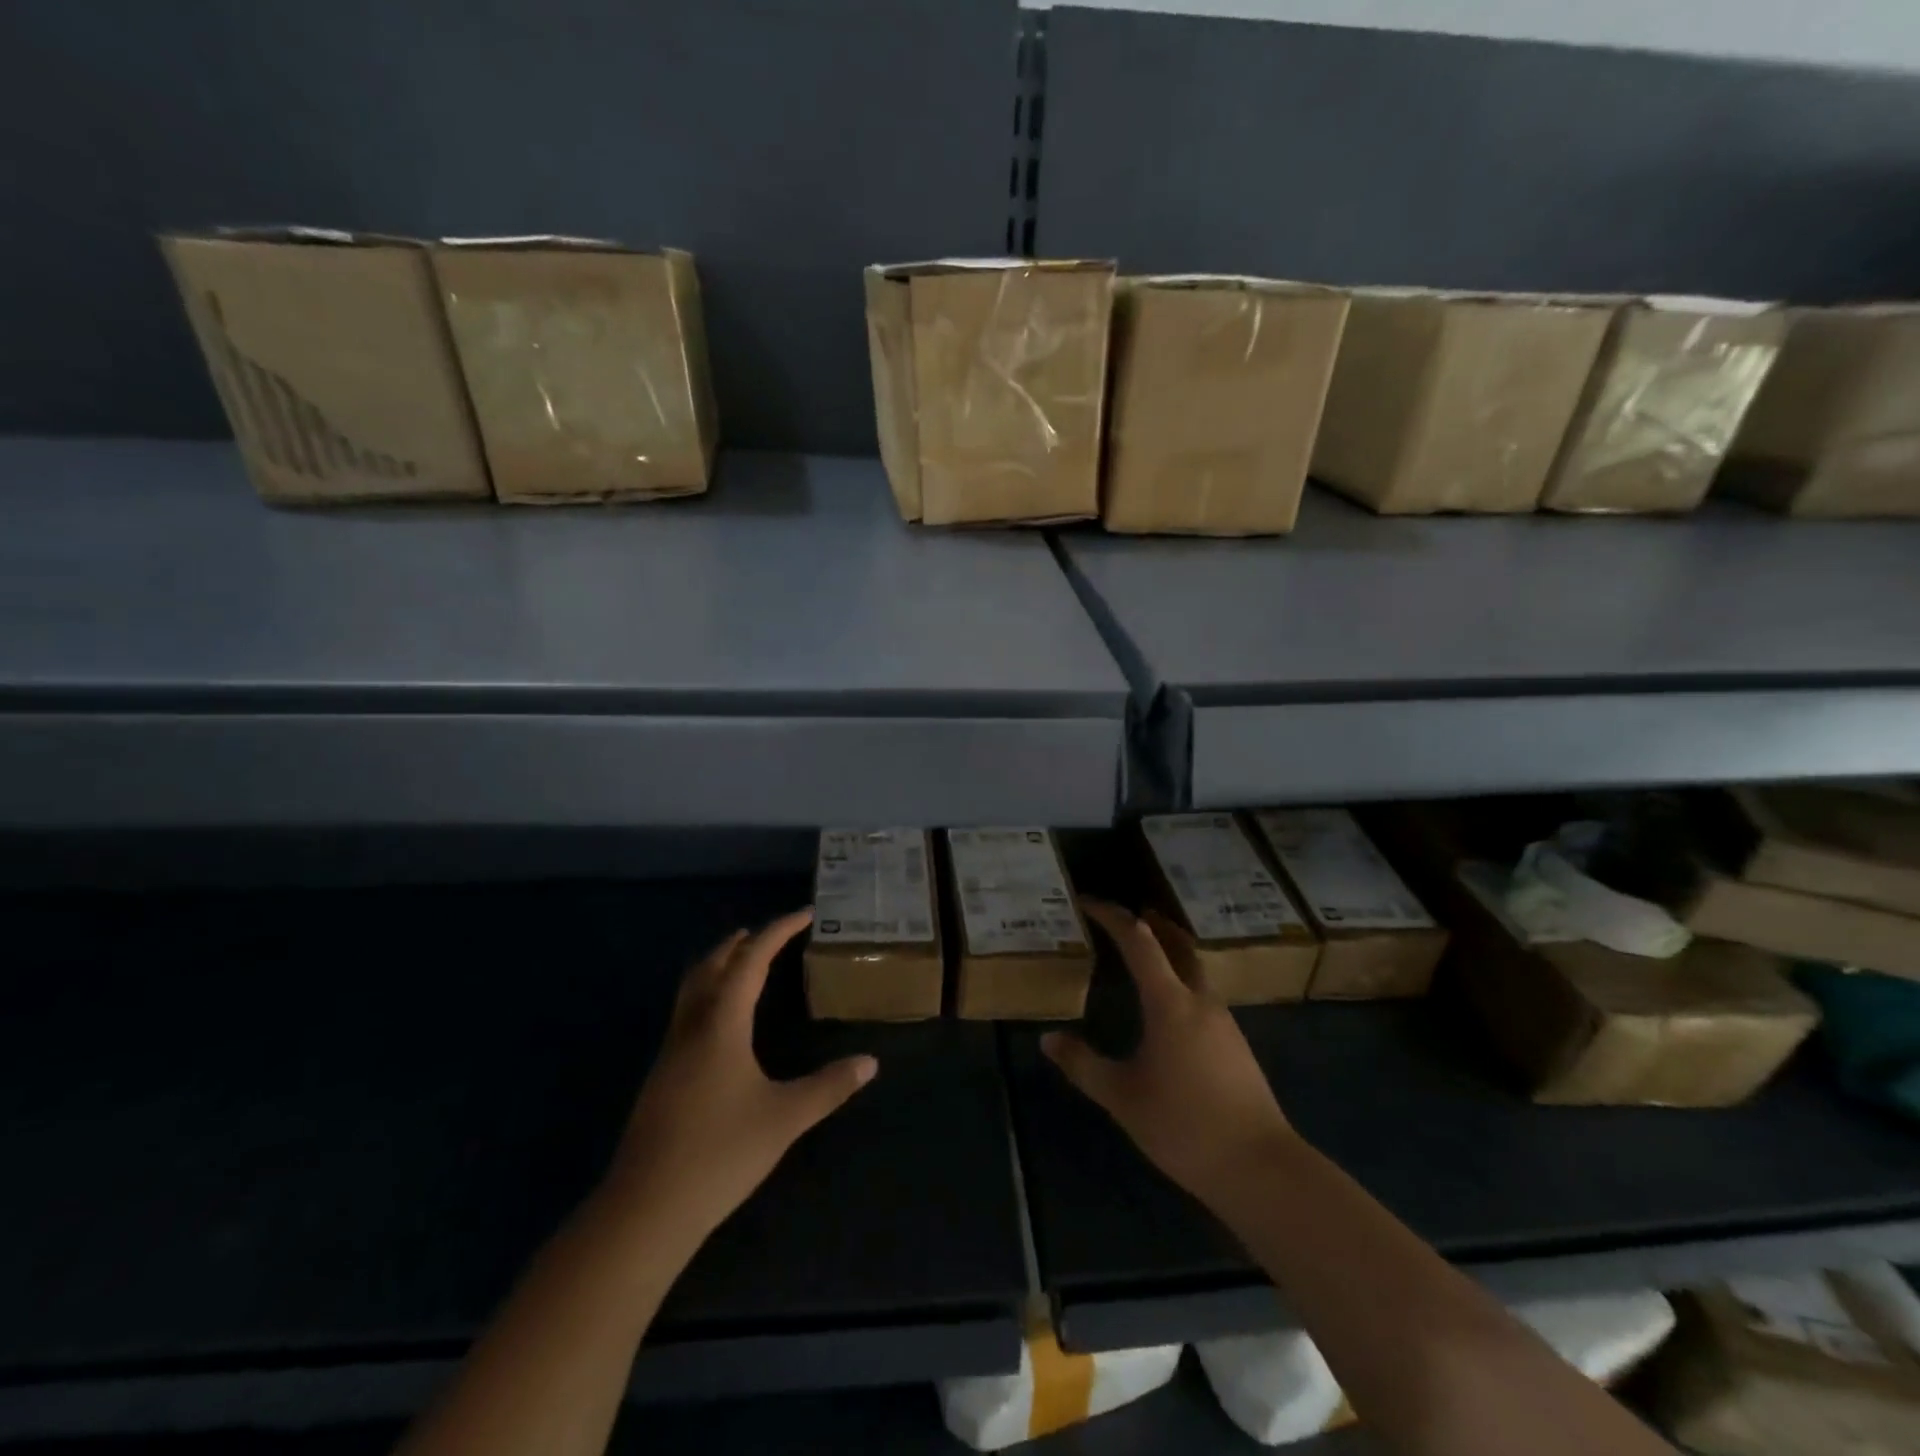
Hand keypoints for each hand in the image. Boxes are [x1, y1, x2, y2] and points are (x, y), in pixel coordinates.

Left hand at [602, 909, 876, 1249]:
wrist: (646, 1209)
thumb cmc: (720, 1153)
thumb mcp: (785, 1118)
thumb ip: (829, 1087)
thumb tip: (870, 1062)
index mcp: (721, 1025)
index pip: (751, 960)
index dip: (778, 931)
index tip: (805, 914)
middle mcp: (692, 1027)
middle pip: (713, 965)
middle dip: (742, 943)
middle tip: (770, 933)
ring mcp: (671, 1052)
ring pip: (692, 988)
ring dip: (719, 965)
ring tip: (744, 962)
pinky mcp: (662, 1077)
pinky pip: (686, 1012)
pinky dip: (708, 993)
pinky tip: (723, 1022)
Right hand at [1042, 900, 1293, 1212]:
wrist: (1261, 1168)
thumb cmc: (1184, 1125)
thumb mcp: (1122, 1097)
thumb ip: (1083, 1065)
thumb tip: (1048, 1039)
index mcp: (1170, 1002)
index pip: (1139, 941)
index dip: (1111, 916)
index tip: (1087, 902)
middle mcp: (1200, 1000)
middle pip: (1178, 944)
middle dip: (1152, 924)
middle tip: (1126, 917)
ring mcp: (1224, 1022)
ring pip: (1195, 969)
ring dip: (1170, 952)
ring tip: (1143, 958)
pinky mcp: (1236, 1045)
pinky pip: (1203, 995)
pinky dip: (1181, 981)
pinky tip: (1168, 1010)